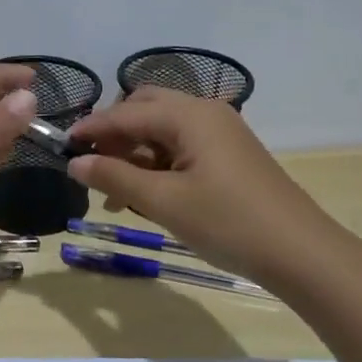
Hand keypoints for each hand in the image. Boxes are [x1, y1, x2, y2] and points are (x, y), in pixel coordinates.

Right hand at [66, 88, 343, 288]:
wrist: (300, 253)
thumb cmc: (228, 222)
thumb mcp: (164, 202)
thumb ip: (115, 177)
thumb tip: (74, 163)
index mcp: (189, 115)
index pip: (125, 113)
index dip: (90, 129)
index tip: (60, 147)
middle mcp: (205, 112)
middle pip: (145, 108)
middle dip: (114, 133)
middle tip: (91, 164)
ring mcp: (221, 132)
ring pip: (162, 129)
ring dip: (134, 151)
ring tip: (112, 190)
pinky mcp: (229, 154)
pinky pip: (181, 145)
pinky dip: (157, 162)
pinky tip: (144, 192)